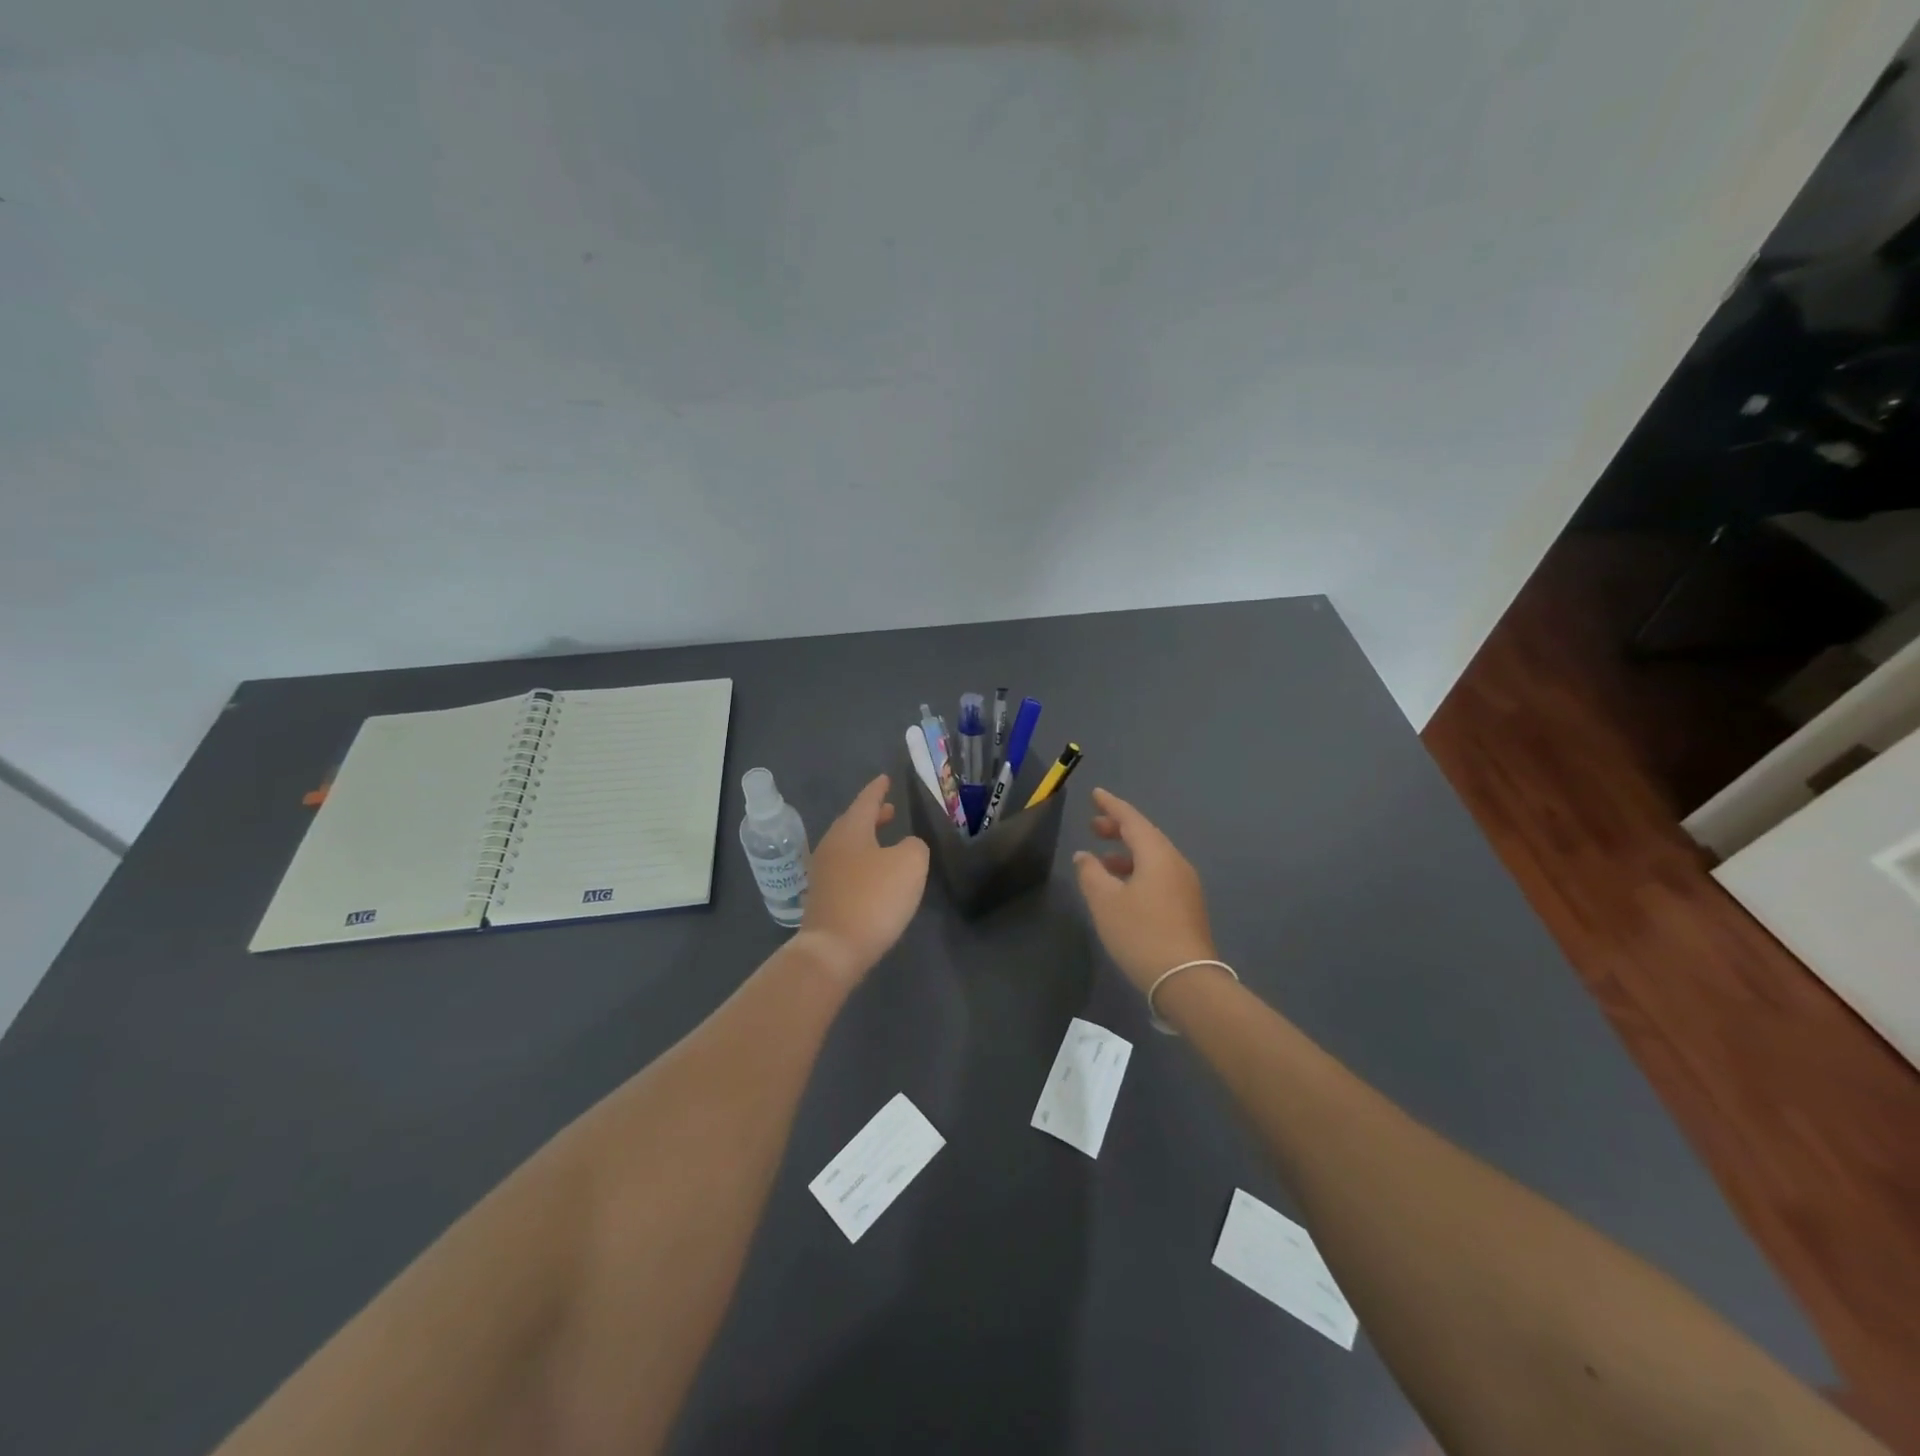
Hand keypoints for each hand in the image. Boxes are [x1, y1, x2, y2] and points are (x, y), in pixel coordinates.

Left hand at [796, 774, 929, 984]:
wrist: (833, 949)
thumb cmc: (874, 898)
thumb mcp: (910, 864)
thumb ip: (914, 847)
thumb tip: (906, 847)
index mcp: (850, 830)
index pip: (866, 801)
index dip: (878, 789)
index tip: (885, 778)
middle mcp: (831, 846)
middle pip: (853, 823)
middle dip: (872, 816)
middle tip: (889, 810)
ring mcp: (823, 873)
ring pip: (848, 846)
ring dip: (867, 841)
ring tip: (886, 842)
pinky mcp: (823, 899)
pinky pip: (845, 869)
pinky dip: (861, 863)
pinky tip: (874, 876)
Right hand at [1073, 788, 1217, 993]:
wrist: (1186, 980)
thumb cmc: (1141, 934)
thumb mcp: (1105, 902)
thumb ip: (1091, 873)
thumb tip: (1084, 856)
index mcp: (1157, 855)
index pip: (1132, 819)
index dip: (1112, 805)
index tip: (1095, 794)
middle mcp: (1176, 863)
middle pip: (1145, 836)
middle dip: (1119, 828)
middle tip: (1094, 826)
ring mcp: (1186, 886)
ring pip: (1153, 857)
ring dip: (1127, 853)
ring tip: (1102, 860)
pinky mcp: (1187, 906)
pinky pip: (1159, 875)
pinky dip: (1137, 870)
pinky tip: (1122, 888)